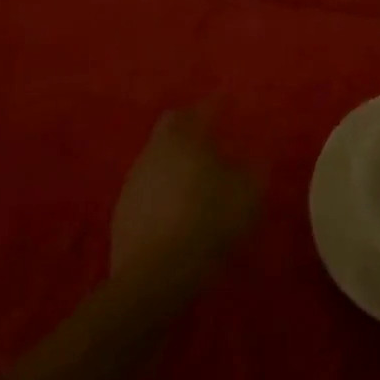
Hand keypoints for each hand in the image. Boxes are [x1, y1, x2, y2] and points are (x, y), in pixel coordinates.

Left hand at [111, 107, 260, 290]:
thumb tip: (257, 155)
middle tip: (211, 136)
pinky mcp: (122, 208)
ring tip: (194, 175)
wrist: (155, 275)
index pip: (204, 109)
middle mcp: (157, 150)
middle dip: (190, 124)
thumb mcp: (247, 197)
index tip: (230, 104)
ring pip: (157, 154)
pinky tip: (174, 205)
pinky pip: (147, 184)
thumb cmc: (208, 225)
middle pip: (172, 124)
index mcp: (187, 140)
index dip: (219, 104)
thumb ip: (254, 169)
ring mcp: (135, 178)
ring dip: (175, 157)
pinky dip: (162, 186)